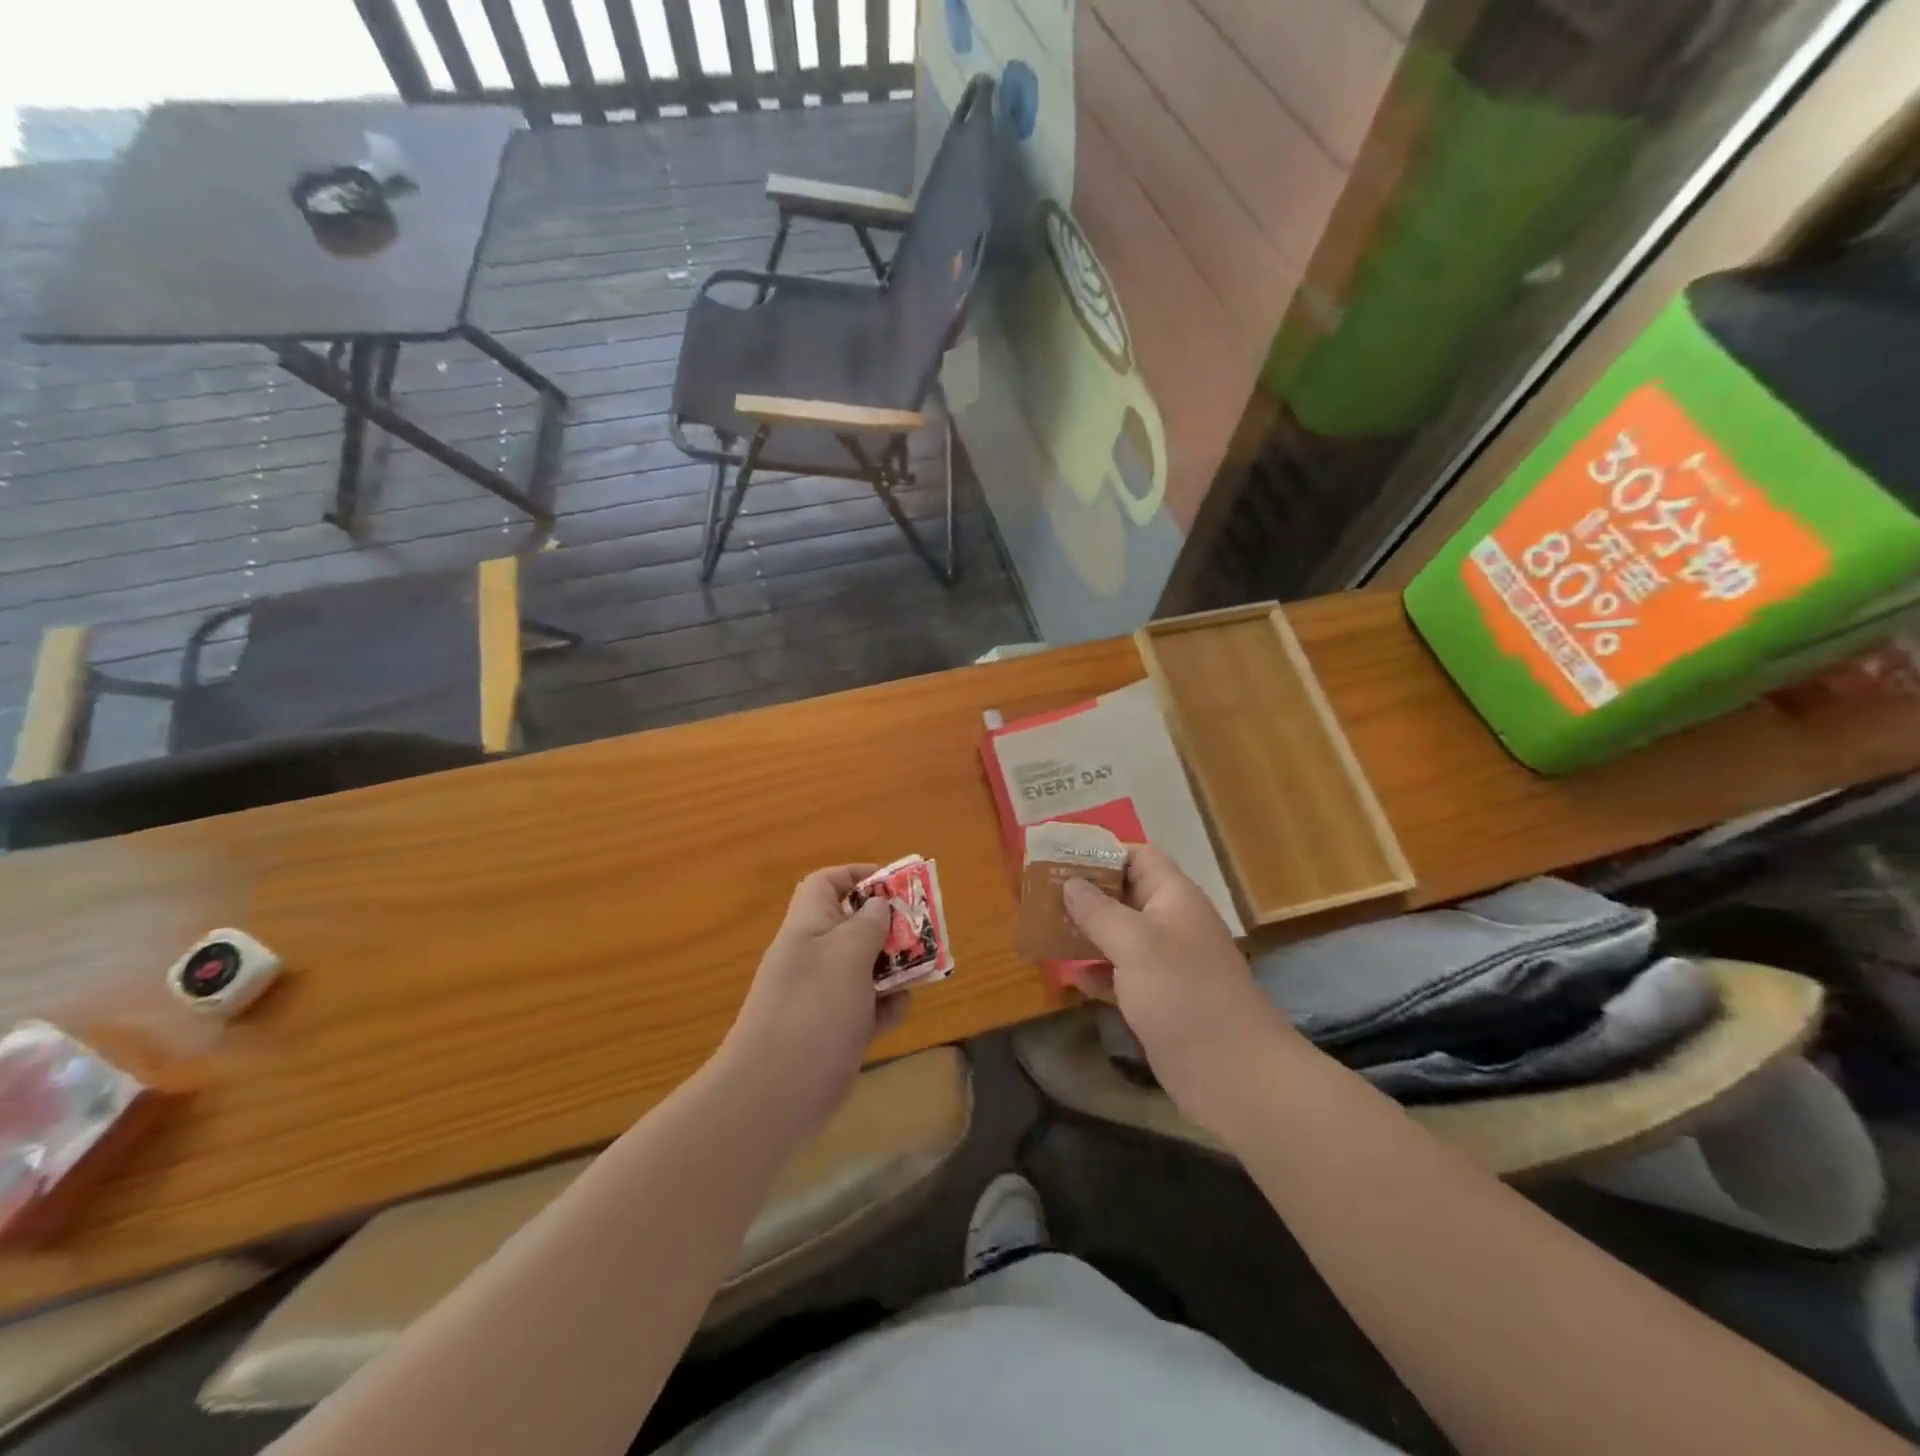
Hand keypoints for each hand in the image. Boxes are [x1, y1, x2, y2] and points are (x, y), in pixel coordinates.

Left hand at [717, 865, 906, 1138]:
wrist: (774, 1093)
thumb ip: (868, 924)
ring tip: (923, 969)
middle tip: (921, 932)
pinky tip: (899, 1010)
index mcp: (808, 927)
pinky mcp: (835, 1030)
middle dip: (889, 926)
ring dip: (894, 966)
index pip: (827, 883)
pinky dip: (885, 1006)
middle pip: (854, 925)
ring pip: (865, 967)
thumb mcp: (846, 954)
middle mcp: (814, 956)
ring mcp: (824, 995)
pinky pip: (867, 1007)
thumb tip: (878, 903)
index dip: (858, 875)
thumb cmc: (813, 1009)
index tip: (895, 886)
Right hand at [1062, 845, 1301, 1132]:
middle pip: (1125, 894)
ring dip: (1086, 932)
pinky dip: (1097, 972)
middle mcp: (1171, 924)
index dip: (1102, 853)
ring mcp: (1166, 963)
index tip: (1060, 857)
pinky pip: (1121, 974)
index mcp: (1174, 898)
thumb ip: (1098, 911)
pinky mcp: (1158, 999)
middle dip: (1085, 893)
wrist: (1232, 1073)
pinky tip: (1070, 977)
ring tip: (1045, 929)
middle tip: (1041, 894)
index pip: (1138, 857)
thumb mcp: (1134, 943)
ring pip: (1119, 936)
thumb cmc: (1182, 993)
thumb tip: (1070, 882)